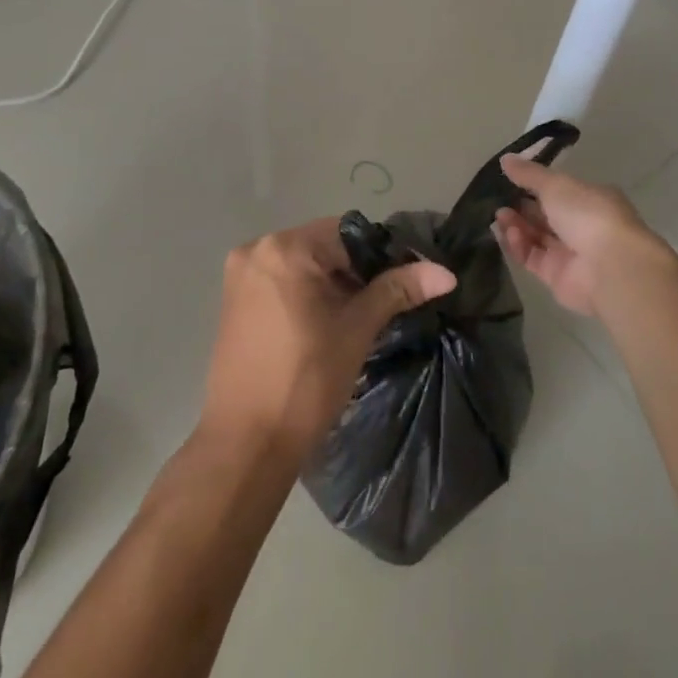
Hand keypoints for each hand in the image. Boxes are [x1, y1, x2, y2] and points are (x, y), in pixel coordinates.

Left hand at [200, 217, 456, 464]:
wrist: (246, 443)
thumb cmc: (305, 381)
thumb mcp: (357, 330)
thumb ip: (398, 290)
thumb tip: (445, 273)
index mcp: (284, 248)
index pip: (346, 234)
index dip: (378, 258)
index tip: (398, 288)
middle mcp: (256, 249)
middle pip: (321, 247)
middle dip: (352, 273)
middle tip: (377, 308)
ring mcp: (239, 275)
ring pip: (301, 265)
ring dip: (329, 284)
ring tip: (353, 321)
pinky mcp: (232, 300)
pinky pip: (279, 281)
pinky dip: (304, 294)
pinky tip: (321, 327)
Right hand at [493, 154, 673, 316]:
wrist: (609, 267)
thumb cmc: (587, 214)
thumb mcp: (555, 184)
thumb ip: (528, 173)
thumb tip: (505, 159)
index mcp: (590, 199)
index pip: (559, 190)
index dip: (534, 185)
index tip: (510, 180)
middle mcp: (582, 226)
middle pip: (545, 215)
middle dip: (521, 207)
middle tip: (498, 201)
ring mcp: (571, 253)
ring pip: (537, 237)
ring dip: (516, 226)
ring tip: (499, 217)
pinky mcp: (558, 277)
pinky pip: (532, 258)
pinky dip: (519, 246)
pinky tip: (508, 234)